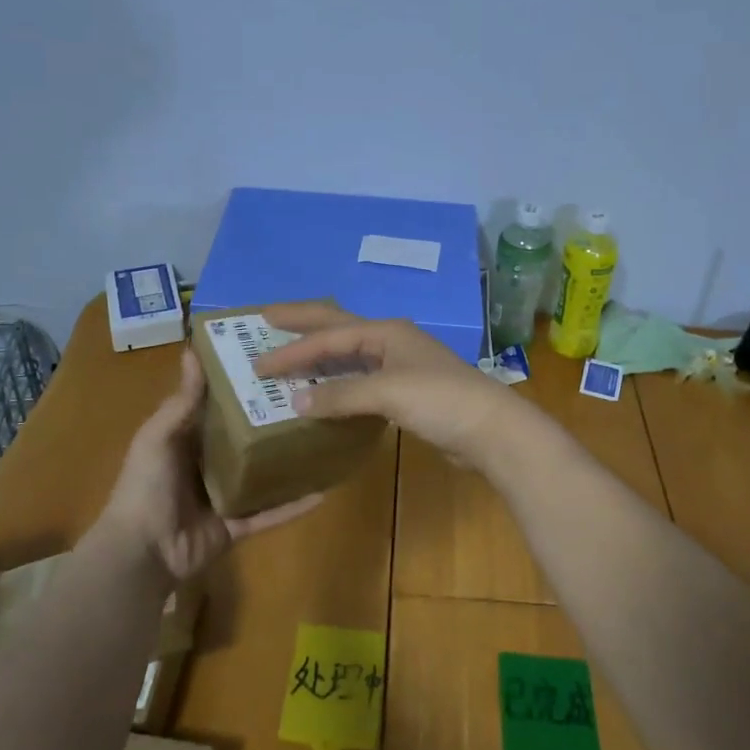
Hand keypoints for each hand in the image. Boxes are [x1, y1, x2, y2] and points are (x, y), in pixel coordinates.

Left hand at [99, 349, 321, 580]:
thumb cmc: (146, 486)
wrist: (141, 553)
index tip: (272, 362)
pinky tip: (323, 491)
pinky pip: (271, 513)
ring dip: (288, 461)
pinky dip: (294, 505)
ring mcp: (226, 497)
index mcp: (188, 440)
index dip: (241, 386)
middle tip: (310, 396)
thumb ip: (181, 402)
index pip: (219, 407)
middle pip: (246, 438)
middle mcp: (209, 465)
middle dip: (271, 421)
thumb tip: (192, 350)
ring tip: (323, 438)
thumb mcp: (158, 437)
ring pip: (264, 474)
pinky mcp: (238, 526)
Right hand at [256, 303, 521, 467]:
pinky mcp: (406, 393)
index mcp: (385, 332)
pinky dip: (337, 384)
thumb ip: (340, 395)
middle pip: (337, 327)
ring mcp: (400, 366)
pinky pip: (360, 381)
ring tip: (288, 357)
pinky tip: (324, 394)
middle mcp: (390, 341)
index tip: (258, 363)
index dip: (293, 349)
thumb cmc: (440, 400)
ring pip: (349, 355)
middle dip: (303, 324)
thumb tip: (295, 402)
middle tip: (266, 320)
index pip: (328, 336)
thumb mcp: (388, 392)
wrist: (491, 429)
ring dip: (318, 356)